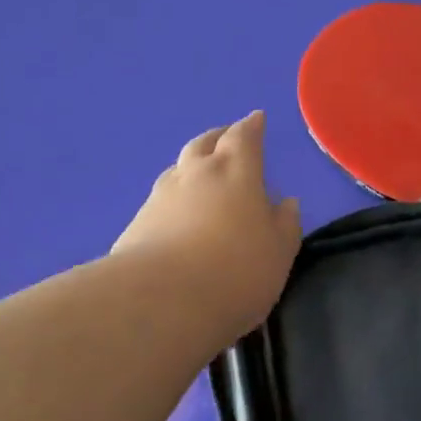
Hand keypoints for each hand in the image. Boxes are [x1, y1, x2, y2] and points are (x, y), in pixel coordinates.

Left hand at [113, 111, 302, 343]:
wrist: (160, 301)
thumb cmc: (235, 270)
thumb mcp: (278, 251)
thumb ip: (285, 224)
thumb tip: (285, 202)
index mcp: (235, 171)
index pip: (243, 136)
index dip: (251, 126)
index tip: (256, 118)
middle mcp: (195, 174)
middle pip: (204, 143)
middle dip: (218, 137)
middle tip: (226, 137)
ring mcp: (160, 197)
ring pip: (177, 169)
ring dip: (191, 166)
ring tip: (200, 175)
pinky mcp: (135, 225)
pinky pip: (159, 201)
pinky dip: (172, 200)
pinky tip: (175, 217)